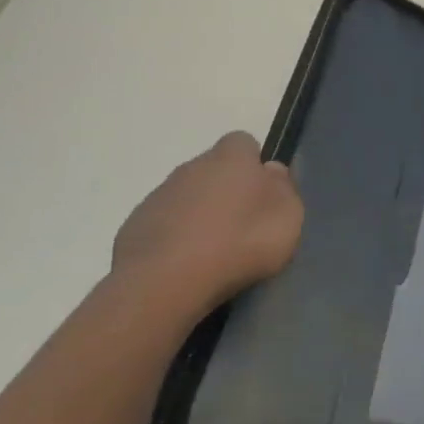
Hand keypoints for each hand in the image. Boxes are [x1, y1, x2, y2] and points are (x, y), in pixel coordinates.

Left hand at [111, 132, 303, 317]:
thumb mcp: (287, 216)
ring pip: (188, 196)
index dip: (255, 164)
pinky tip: (188, 263)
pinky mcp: (136, 225)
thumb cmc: (240, 242)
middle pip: (214, 170)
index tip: (264, 194)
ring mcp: (159, 195)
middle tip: (243, 225)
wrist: (166, 280)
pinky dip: (177, 236)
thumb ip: (283, 188)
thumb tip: (271, 171)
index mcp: (231, 158)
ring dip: (201, 214)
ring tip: (216, 250)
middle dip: (227, 190)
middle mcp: (192, 167)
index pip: (244, 142)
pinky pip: (164, 223)